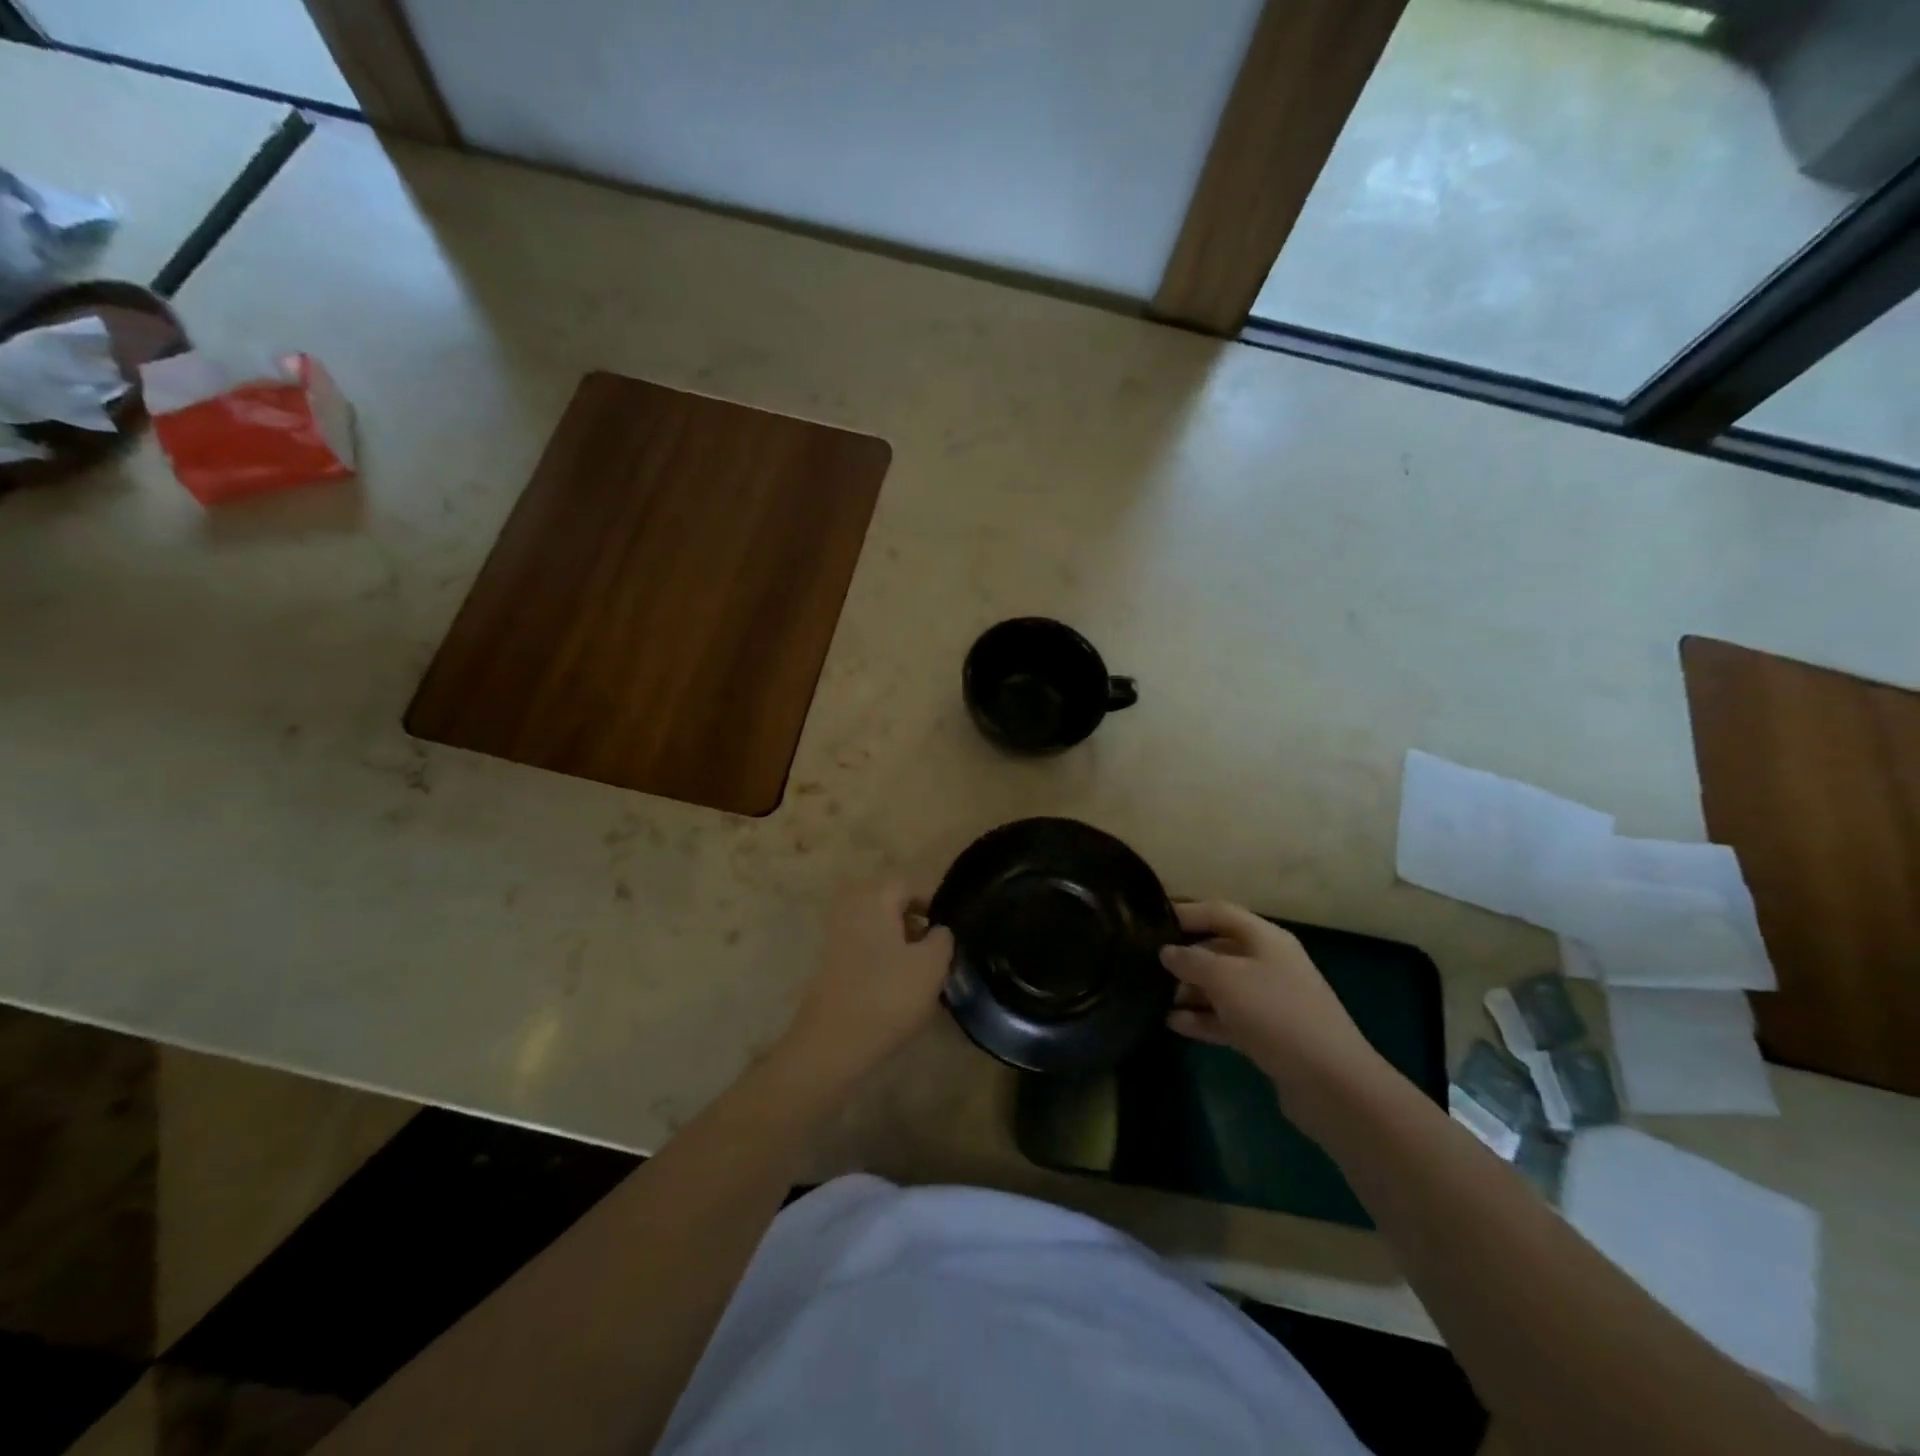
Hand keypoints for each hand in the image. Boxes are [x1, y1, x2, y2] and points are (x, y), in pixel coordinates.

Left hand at [775, 880, 954, 1093]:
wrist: (833, 1043)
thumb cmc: (888, 996)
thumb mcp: (932, 964)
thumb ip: (943, 938)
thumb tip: (938, 930)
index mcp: (875, 897)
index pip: (912, 884)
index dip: (936, 903)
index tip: (953, 930)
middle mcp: (851, 906)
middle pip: (893, 904)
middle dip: (918, 923)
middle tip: (939, 950)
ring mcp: (836, 933)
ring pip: (879, 926)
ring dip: (902, 942)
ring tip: (923, 971)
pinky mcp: (830, 961)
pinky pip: (865, 946)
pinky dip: (883, 957)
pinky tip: (898, 985)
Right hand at [1161, 902, 1390, 1125]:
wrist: (1330, 1082)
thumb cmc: (1275, 1014)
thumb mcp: (1225, 978)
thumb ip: (1191, 960)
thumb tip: (1167, 951)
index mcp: (1265, 939)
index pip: (1219, 913)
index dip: (1186, 913)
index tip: (1151, 921)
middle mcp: (1269, 963)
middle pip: (1219, 949)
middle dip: (1185, 957)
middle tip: (1147, 966)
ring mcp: (1270, 1000)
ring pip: (1221, 987)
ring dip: (1190, 991)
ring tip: (1155, 998)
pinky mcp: (1268, 1034)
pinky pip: (1228, 1018)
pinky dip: (1203, 1019)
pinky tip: (1174, 1024)